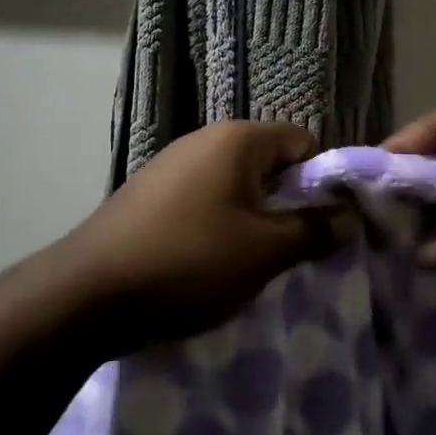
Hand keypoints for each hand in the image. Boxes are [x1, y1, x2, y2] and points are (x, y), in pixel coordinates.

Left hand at [64, 121, 334, 349]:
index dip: (322, 180)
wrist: (86, 295)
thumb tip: (349, 217)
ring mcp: (171, 165)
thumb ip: (313, 230)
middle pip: (268, 162)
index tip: (326, 223)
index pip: (302, 141)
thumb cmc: (189, 262)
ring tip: (253, 263)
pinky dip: (219, 225)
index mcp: (236, 139)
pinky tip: (210, 263)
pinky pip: (204, 200)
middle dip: (288, 202)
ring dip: (254, 218)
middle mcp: (203, 140)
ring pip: (235, 184)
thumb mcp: (264, 252)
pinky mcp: (149, 194)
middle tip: (295, 249)